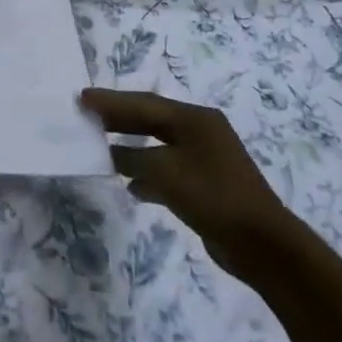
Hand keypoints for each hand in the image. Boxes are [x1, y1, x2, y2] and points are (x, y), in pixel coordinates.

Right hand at [79, 88, 294, 278]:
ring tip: (99, 145)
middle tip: (85, 115)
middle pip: (151, 119)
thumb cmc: (212, 196)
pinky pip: (166, 169)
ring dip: (129, 146)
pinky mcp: (204, 184)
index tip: (81, 98)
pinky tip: (130, 184)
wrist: (261, 243)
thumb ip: (133, 157)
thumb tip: (112, 154)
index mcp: (195, 119)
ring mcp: (204, 158)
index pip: (144, 103)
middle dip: (118, 118)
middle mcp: (200, 132)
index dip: (110, 101)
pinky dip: (146, 173)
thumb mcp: (165, 171)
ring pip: (157, 145)